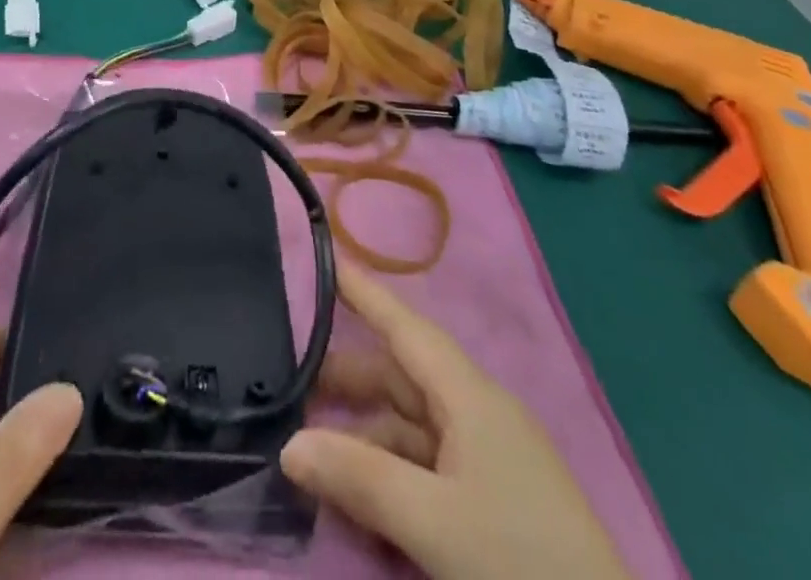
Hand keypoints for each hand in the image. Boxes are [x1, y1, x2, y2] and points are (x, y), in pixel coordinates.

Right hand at [282, 263, 629, 579]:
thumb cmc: (522, 565)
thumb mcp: (435, 524)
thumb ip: (361, 479)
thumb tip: (289, 446)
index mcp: (470, 397)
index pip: (406, 326)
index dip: (365, 293)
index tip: (326, 261)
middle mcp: (477, 415)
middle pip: (401, 378)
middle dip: (347, 379)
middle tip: (288, 381)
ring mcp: (487, 462)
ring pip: (409, 429)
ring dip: (363, 438)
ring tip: (309, 454)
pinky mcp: (492, 505)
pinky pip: (425, 471)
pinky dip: (388, 477)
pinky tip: (355, 503)